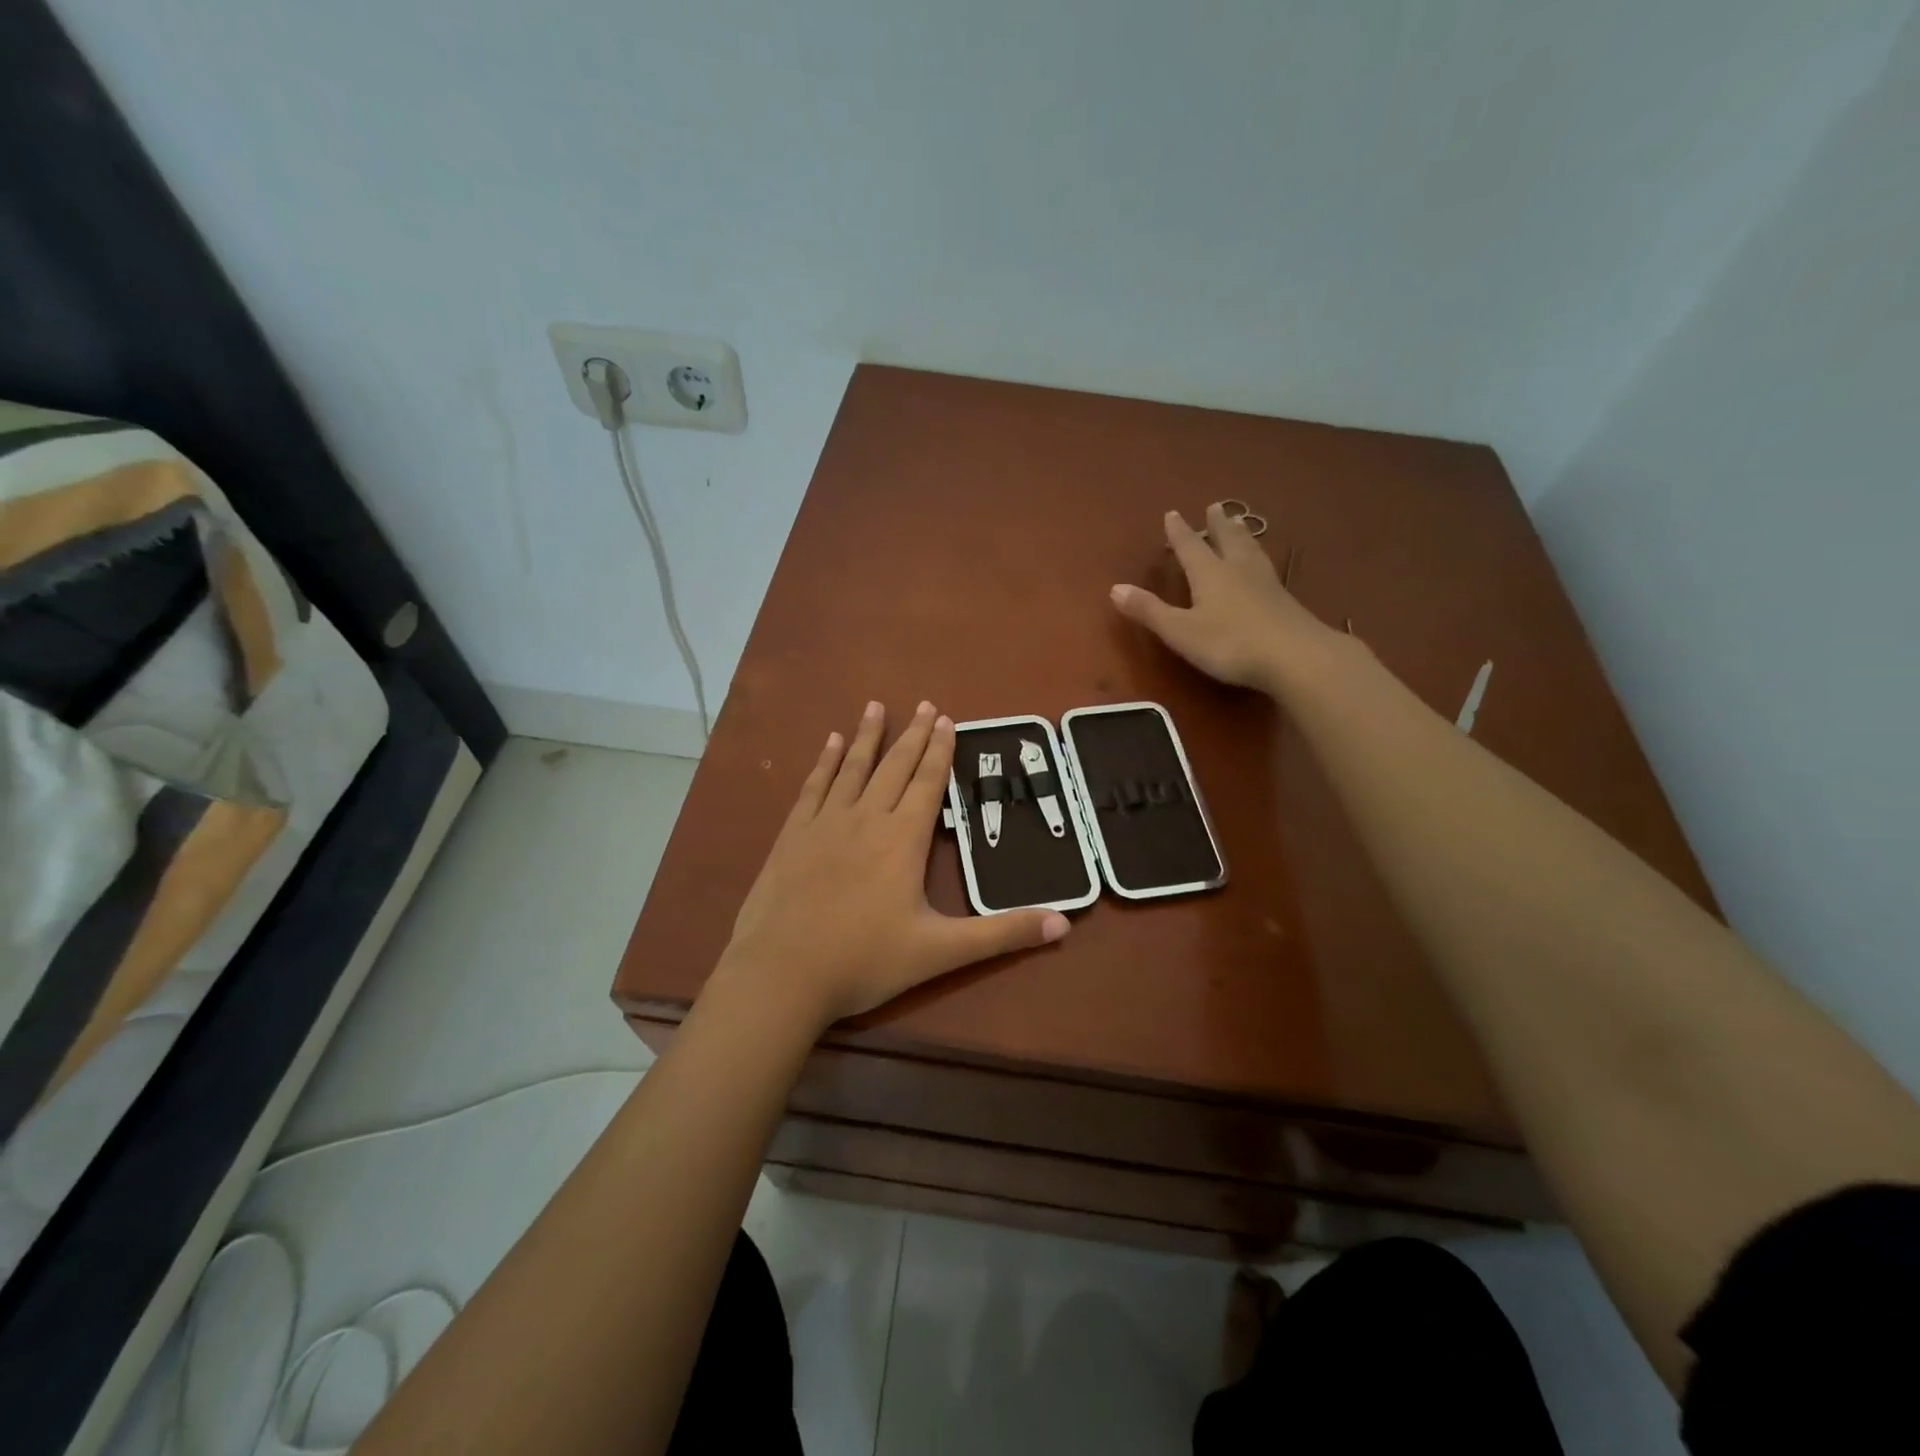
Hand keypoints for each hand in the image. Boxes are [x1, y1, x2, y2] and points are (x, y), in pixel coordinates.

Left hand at [719, 700, 1070, 1028]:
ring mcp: (824, 824)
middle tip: (923, 703)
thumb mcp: (941, 952)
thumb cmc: (864, 961)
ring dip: (867, 736)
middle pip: (894, 767)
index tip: (945, 718)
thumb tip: (1063, 922)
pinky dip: (824, 762)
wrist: (781, 974)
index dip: (939, 750)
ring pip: (853, 768)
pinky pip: (813, 787)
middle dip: (912, 735)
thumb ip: (1002, 934)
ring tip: (876, 706)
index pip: (927, 783)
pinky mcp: (792, 835)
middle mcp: (866, 819)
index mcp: (903, 840)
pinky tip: (829, 744)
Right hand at [1111, 504, 1335, 691]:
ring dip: (1241, 535)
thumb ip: (1149, 610)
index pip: (1190, 547)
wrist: (1295, 656)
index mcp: (1209, 574)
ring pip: (1250, 551)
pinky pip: (1266, 568)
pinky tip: (1264, 565)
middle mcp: (1238, 570)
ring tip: (1240, 524)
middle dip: (1217, 525)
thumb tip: (1115, 588)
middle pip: (1226, 540)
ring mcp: (1265, 584)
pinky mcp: (1285, 601)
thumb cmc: (1229, 643)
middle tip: (1215, 507)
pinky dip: (1259, 557)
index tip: (1172, 513)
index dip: (1179, 532)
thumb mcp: (1180, 631)